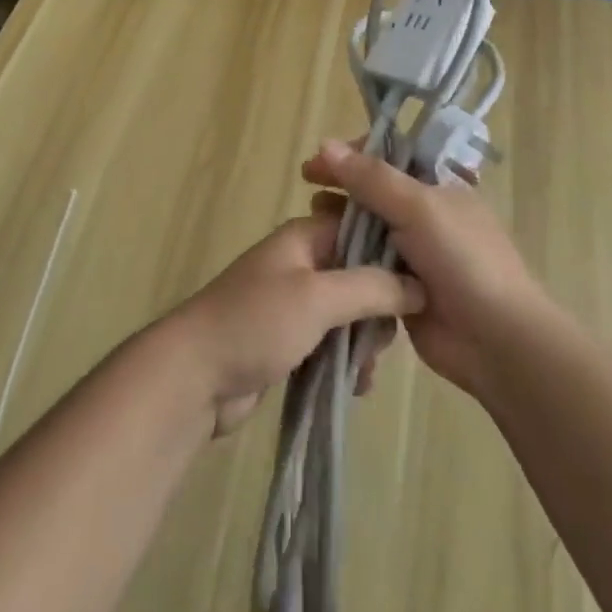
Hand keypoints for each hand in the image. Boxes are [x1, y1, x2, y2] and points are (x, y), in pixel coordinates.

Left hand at [165, 211, 424, 437]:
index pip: (361, 226)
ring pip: (349, 311)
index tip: (419, 283)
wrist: (193, 377)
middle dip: (379, 307)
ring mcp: (294, 302)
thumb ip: (370, 287)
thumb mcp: (318, 298)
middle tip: (381, 341)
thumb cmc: (255, 323)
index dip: (392, 250)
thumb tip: (419, 285)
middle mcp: (302, 262)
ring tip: (364, 372)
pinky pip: (332, 341)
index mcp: (305, 237)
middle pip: (360, 272)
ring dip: (363, 340)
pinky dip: (346, 359)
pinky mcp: (289, 339)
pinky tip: (354, 386)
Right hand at [302, 139, 543, 400]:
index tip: (317, 162)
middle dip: (340, 189)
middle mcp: (424, 215)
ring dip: (339, 225)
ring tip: (311, 224)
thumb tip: (324, 144)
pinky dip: (346, 261)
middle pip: (373, 193)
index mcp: (437, 186)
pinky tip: (322, 260)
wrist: (497, 340)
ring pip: (366, 231)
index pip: (388, 158)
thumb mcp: (418, 208)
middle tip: (307, 191)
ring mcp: (413, 254)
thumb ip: (371, 178)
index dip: (352, 156)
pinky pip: (366, 268)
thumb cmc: (463, 260)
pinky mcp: (400, 290)